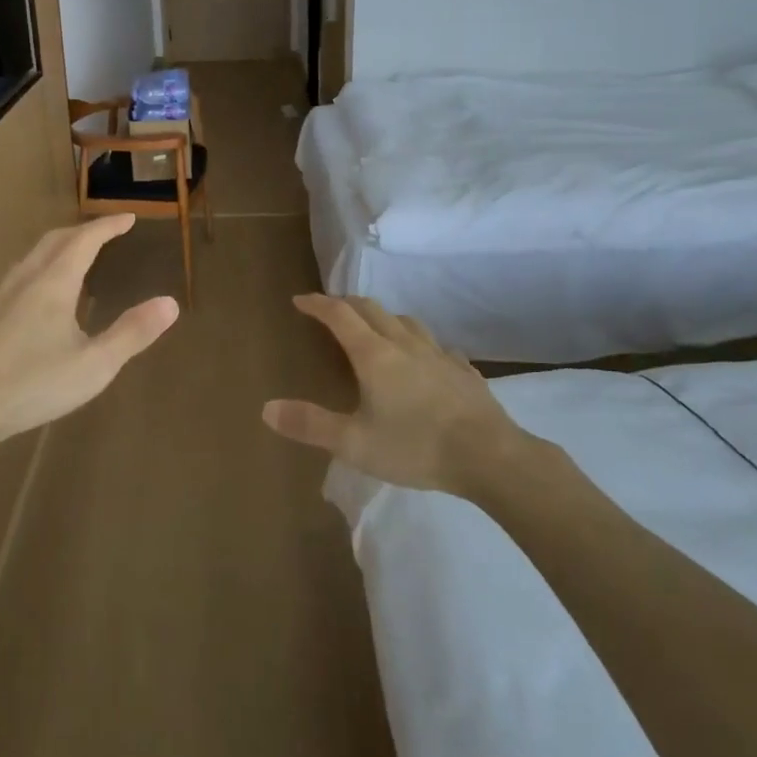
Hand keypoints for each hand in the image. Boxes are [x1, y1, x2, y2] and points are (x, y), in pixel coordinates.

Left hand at [0, 214, 177, 459]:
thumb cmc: (32, 384)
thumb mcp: (94, 365)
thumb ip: (132, 333)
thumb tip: (170, 303)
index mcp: (52, 283)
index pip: (85, 240)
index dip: (108, 226)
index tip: (127, 218)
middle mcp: (22, 279)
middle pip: (54, 241)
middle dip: (82, 232)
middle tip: (103, 234)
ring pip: (29, 258)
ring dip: (56, 250)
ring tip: (72, 262)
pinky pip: (12, 280)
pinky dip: (34, 273)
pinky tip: (31, 301)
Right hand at [263, 294, 535, 494]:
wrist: (490, 457)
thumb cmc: (415, 447)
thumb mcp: (354, 443)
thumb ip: (310, 424)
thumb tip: (266, 408)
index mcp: (374, 354)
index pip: (340, 315)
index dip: (317, 304)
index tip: (300, 300)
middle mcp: (405, 344)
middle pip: (372, 309)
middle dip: (347, 304)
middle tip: (331, 309)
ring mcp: (439, 355)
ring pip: (407, 322)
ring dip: (384, 318)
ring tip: (376, 328)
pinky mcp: (464, 372)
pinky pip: (436, 347)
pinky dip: (419, 344)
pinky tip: (425, 361)